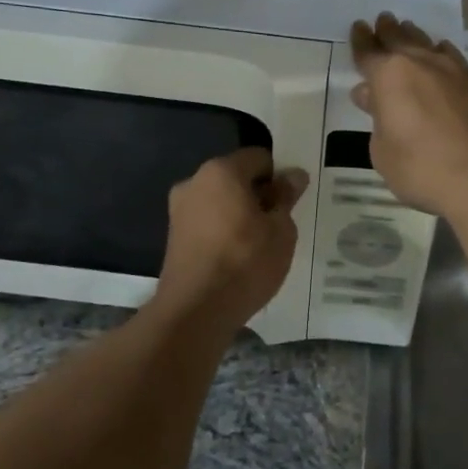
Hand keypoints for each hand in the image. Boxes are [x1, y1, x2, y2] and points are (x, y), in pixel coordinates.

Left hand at [153, 148, 308, 327]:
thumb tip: (293, 176)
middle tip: (280, 223)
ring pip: (221, 201)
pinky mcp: (174, 237)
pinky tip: (239, 257)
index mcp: (221, 171)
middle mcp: (194, 182)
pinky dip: (224, 231)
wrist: (196, 311)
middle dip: (259, 195)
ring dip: (241, 214)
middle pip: (236, 178)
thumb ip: (286, 198)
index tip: (292, 201)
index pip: (259, 157)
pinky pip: (208, 222)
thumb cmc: (245, 262)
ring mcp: (179, 210)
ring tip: (261, 244)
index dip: (280, 175)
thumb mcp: (281, 230)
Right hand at [350, 13, 467, 218]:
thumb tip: (372, 96)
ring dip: (415, 36)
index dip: (361, 41)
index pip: (369, 53)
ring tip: (408, 30)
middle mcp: (422, 64)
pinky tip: (442, 54)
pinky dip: (441, 53)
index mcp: (390, 76)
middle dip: (388, 30)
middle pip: (400, 39)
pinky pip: (453, 58)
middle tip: (382, 20)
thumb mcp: (383, 152)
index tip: (358, 27)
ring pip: (429, 44)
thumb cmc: (423, 169)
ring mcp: (455, 71)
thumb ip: (377, 119)